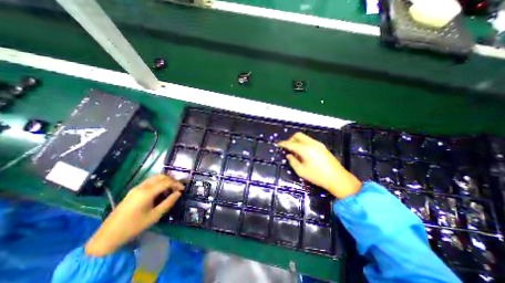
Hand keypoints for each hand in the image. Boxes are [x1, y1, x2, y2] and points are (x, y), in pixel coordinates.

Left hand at [84, 174, 183, 256]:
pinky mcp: (133, 191)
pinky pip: (149, 182)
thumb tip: (178, 193)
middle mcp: (142, 186)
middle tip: (178, 188)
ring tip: (171, 189)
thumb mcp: (155, 216)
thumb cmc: (134, 226)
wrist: (108, 236)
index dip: (177, 184)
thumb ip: (168, 202)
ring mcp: (136, 188)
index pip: (167, 182)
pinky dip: (158, 183)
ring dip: (165, 180)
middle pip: (161, 176)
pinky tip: (160, 191)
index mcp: (147, 192)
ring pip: (155, 178)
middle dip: (172, 180)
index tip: (183, 189)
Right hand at [276, 132, 362, 198]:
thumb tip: (288, 155)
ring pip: (303, 137)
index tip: (277, 144)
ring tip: (295, 152)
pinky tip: (303, 153)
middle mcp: (311, 143)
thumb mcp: (301, 171)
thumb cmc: (318, 176)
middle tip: (287, 148)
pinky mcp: (322, 146)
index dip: (283, 144)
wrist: (338, 179)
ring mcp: (318, 144)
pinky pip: (309, 141)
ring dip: (297, 142)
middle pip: (297, 135)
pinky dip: (303, 143)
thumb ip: (292, 161)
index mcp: (305, 149)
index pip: (291, 144)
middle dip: (290, 140)